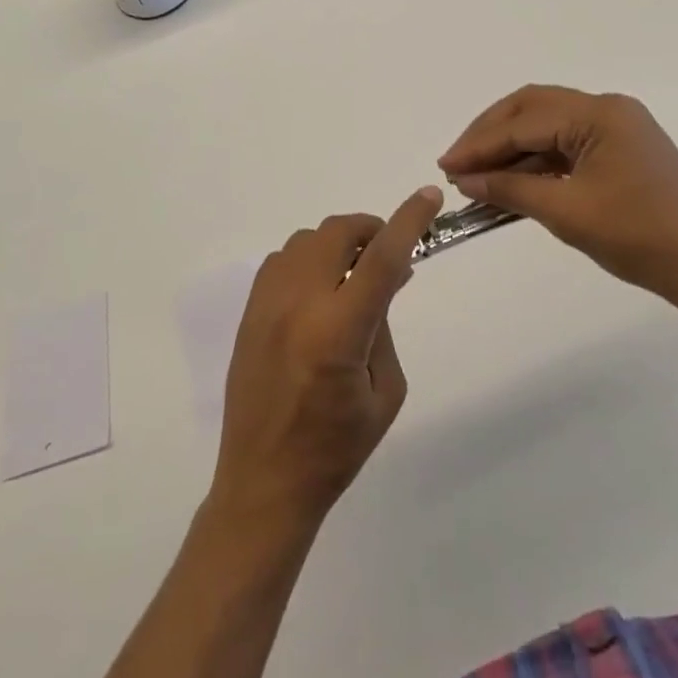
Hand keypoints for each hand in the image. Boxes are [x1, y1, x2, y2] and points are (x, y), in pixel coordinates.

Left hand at [210, 187, 445, 531]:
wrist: (263, 482)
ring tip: (352, 275)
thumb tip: (386, 277)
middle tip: (387, 254)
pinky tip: (319, 290)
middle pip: (338, 233)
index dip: (408, 221)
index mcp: (338, 334)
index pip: (381, 259)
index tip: (428, 196)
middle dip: (371, 230)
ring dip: (338, 244)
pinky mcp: (249, 311)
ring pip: (307, 239)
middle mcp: (298, 306)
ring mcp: (267, 305)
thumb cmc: (336, 448)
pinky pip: (283, 259)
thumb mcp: (385, 392)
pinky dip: (309, 259)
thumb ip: (384, 324)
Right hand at [438, 85, 677, 303]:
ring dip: (512, 149)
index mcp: (598, 113)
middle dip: (491, 134)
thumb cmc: (640, 237)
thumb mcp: (567, 212)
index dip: (480, 144)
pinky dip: (537, 161)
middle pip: (533, 109)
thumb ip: (511, 189)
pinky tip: (513, 182)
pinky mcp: (621, 150)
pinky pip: (567, 145)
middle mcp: (607, 108)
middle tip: (457, 162)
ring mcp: (617, 128)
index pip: (524, 122)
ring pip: (548, 126)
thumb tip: (464, 179)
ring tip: (478, 176)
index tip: (445, 166)